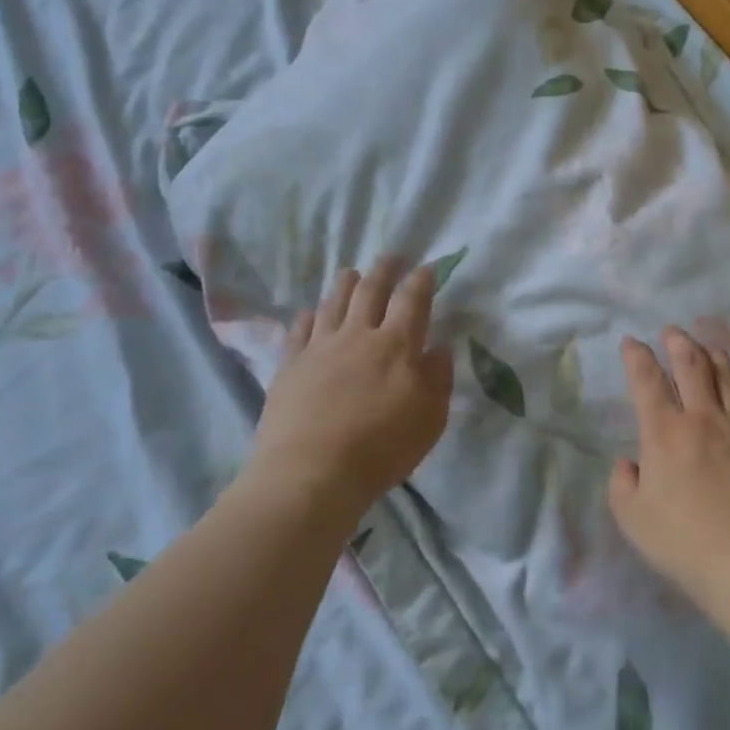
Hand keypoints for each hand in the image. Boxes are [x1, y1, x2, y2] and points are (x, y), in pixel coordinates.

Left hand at [240, 257, 453, 522]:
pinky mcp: (289, 366)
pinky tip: (311, 312)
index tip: (426, 268)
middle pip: (371, 291)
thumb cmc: (381, 448)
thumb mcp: (430, 418)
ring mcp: (320, 348)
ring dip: (345, 283)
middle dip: (384, 270)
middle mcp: (359, 335)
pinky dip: (309, 316)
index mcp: (398, 345)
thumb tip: (439, 347)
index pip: (412, 300)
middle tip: (392, 257)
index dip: (421, 280)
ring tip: (352, 272)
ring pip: (334, 302)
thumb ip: (438, 378)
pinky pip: (300, 330)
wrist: (311, 473)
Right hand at [608, 327, 729, 610]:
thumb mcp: (632, 519)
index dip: (636, 357)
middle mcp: (703, 418)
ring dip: (715, 355)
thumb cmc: (684, 541)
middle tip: (672, 332)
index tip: (631, 342)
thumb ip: (623, 485)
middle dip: (678, 343)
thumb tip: (629, 463)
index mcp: (664, 433)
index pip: (646, 381)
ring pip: (729, 376)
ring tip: (708, 346)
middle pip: (692, 366)